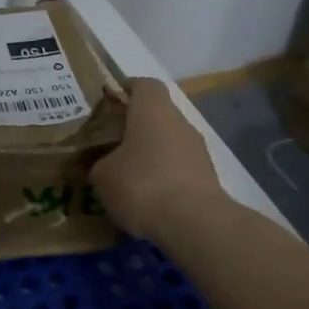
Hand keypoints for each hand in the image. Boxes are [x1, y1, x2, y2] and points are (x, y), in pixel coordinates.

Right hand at [90, 78, 226, 240]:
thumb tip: (104, 164)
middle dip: (135, 128)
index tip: (108, 107)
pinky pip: (180, 169)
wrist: (194, 224)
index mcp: (152, 109)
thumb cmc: (141, 184)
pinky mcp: (208, 178)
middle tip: (110, 145)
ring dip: (151, 155)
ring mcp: (198, 150)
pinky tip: (148, 199)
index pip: (143, 84)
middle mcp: (179, 122)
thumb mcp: (102, 175)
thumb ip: (100, 162)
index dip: (125, 91)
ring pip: (169, 143)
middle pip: (156, 115)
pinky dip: (165, 178)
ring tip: (127, 177)